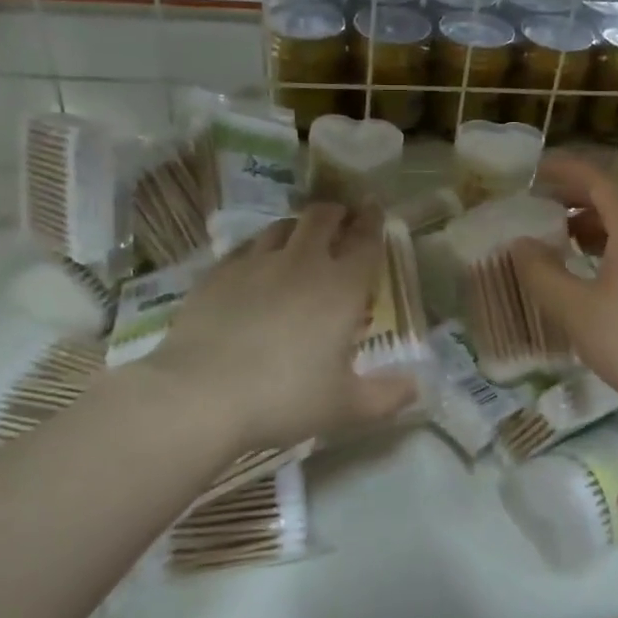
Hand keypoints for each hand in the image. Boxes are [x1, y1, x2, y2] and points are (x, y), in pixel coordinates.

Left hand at [148, 204, 415, 451]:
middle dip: (337, 213)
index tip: (376, 210)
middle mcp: (302, 263)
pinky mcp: (218, 273)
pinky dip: (260, 248)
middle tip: (342, 220)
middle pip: (322, 218)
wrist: (202, 395)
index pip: (365, 241)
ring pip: (282, 226)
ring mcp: (255, 263)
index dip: (374, 222)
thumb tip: (415, 388)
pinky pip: (246, 247)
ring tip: (301, 238)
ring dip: (298, 226)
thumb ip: (386, 397)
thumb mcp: (345, 407)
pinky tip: (256, 264)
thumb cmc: (284, 398)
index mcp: (341, 288)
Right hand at [511, 155, 617, 416]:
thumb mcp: (574, 309)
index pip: (599, 177)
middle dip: (581, 187)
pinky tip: (597, 258)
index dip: (565, 169)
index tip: (535, 172)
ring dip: (599, 212)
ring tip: (564, 231)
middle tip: (545, 198)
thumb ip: (541, 271)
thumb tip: (521, 243)